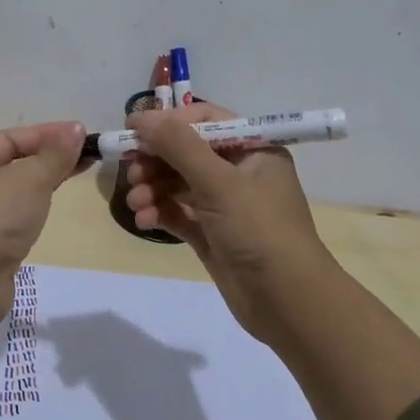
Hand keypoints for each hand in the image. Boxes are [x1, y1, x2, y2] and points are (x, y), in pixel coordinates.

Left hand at [0, 121, 87, 268]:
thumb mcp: (30, 178)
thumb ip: (55, 154)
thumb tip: (76, 129)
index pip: (8, 139)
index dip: (46, 134)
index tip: (81, 134)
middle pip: (9, 164)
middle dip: (46, 158)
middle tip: (83, 156)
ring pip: (11, 194)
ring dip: (39, 184)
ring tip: (71, 178)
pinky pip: (10, 219)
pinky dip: (30, 211)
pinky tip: (48, 211)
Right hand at [123, 101, 339, 340]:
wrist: (287, 302)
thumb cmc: (259, 229)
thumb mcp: (219, 181)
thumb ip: (178, 146)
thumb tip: (142, 117)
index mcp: (252, 149)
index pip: (204, 120)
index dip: (168, 121)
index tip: (133, 128)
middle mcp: (239, 171)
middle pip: (186, 152)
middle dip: (155, 160)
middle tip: (132, 171)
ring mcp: (225, 205)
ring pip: (178, 183)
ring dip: (153, 188)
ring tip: (136, 202)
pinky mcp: (212, 233)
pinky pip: (178, 212)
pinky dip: (160, 212)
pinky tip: (144, 220)